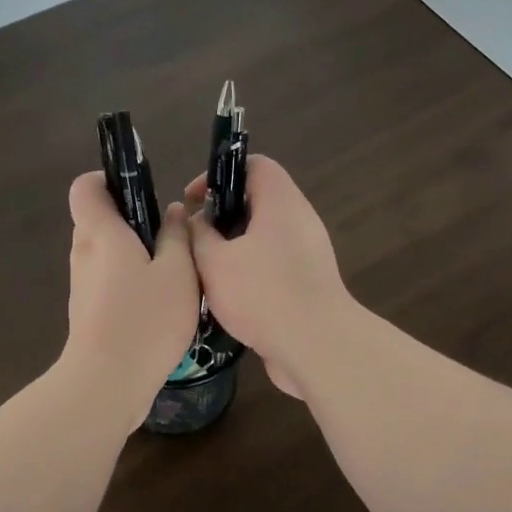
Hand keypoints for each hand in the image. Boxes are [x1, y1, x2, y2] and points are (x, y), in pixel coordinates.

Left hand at [61, 171, 200, 426]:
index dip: (107, 179)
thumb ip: (176, 237)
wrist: (107, 382)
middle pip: (98, 219)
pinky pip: (107, 279)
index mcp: (101, 233)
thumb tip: (173, 212)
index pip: (85, 187)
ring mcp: (81, 284)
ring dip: (133, 253)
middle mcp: (84, 253)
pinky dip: (128, 280)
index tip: (140, 190)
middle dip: (131, 219)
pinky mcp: (87, 310)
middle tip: (170, 235)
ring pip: (105, 252)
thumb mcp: (178, 273)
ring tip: (172, 271)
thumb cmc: (145, 319)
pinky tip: (159, 302)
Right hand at [184, 156, 352, 398]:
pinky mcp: (309, 283)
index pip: (254, 165)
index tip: (194, 201)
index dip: (220, 174)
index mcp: (281, 203)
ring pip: (264, 237)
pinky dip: (250, 272)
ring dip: (233, 248)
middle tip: (195, 239)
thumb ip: (198, 235)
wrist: (317, 347)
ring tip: (205, 269)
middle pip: (258, 202)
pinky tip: (227, 296)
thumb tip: (197, 221)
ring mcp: (308, 254)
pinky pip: (274, 265)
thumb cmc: (263, 294)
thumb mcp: (215, 262)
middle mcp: (299, 221)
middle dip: (223, 217)